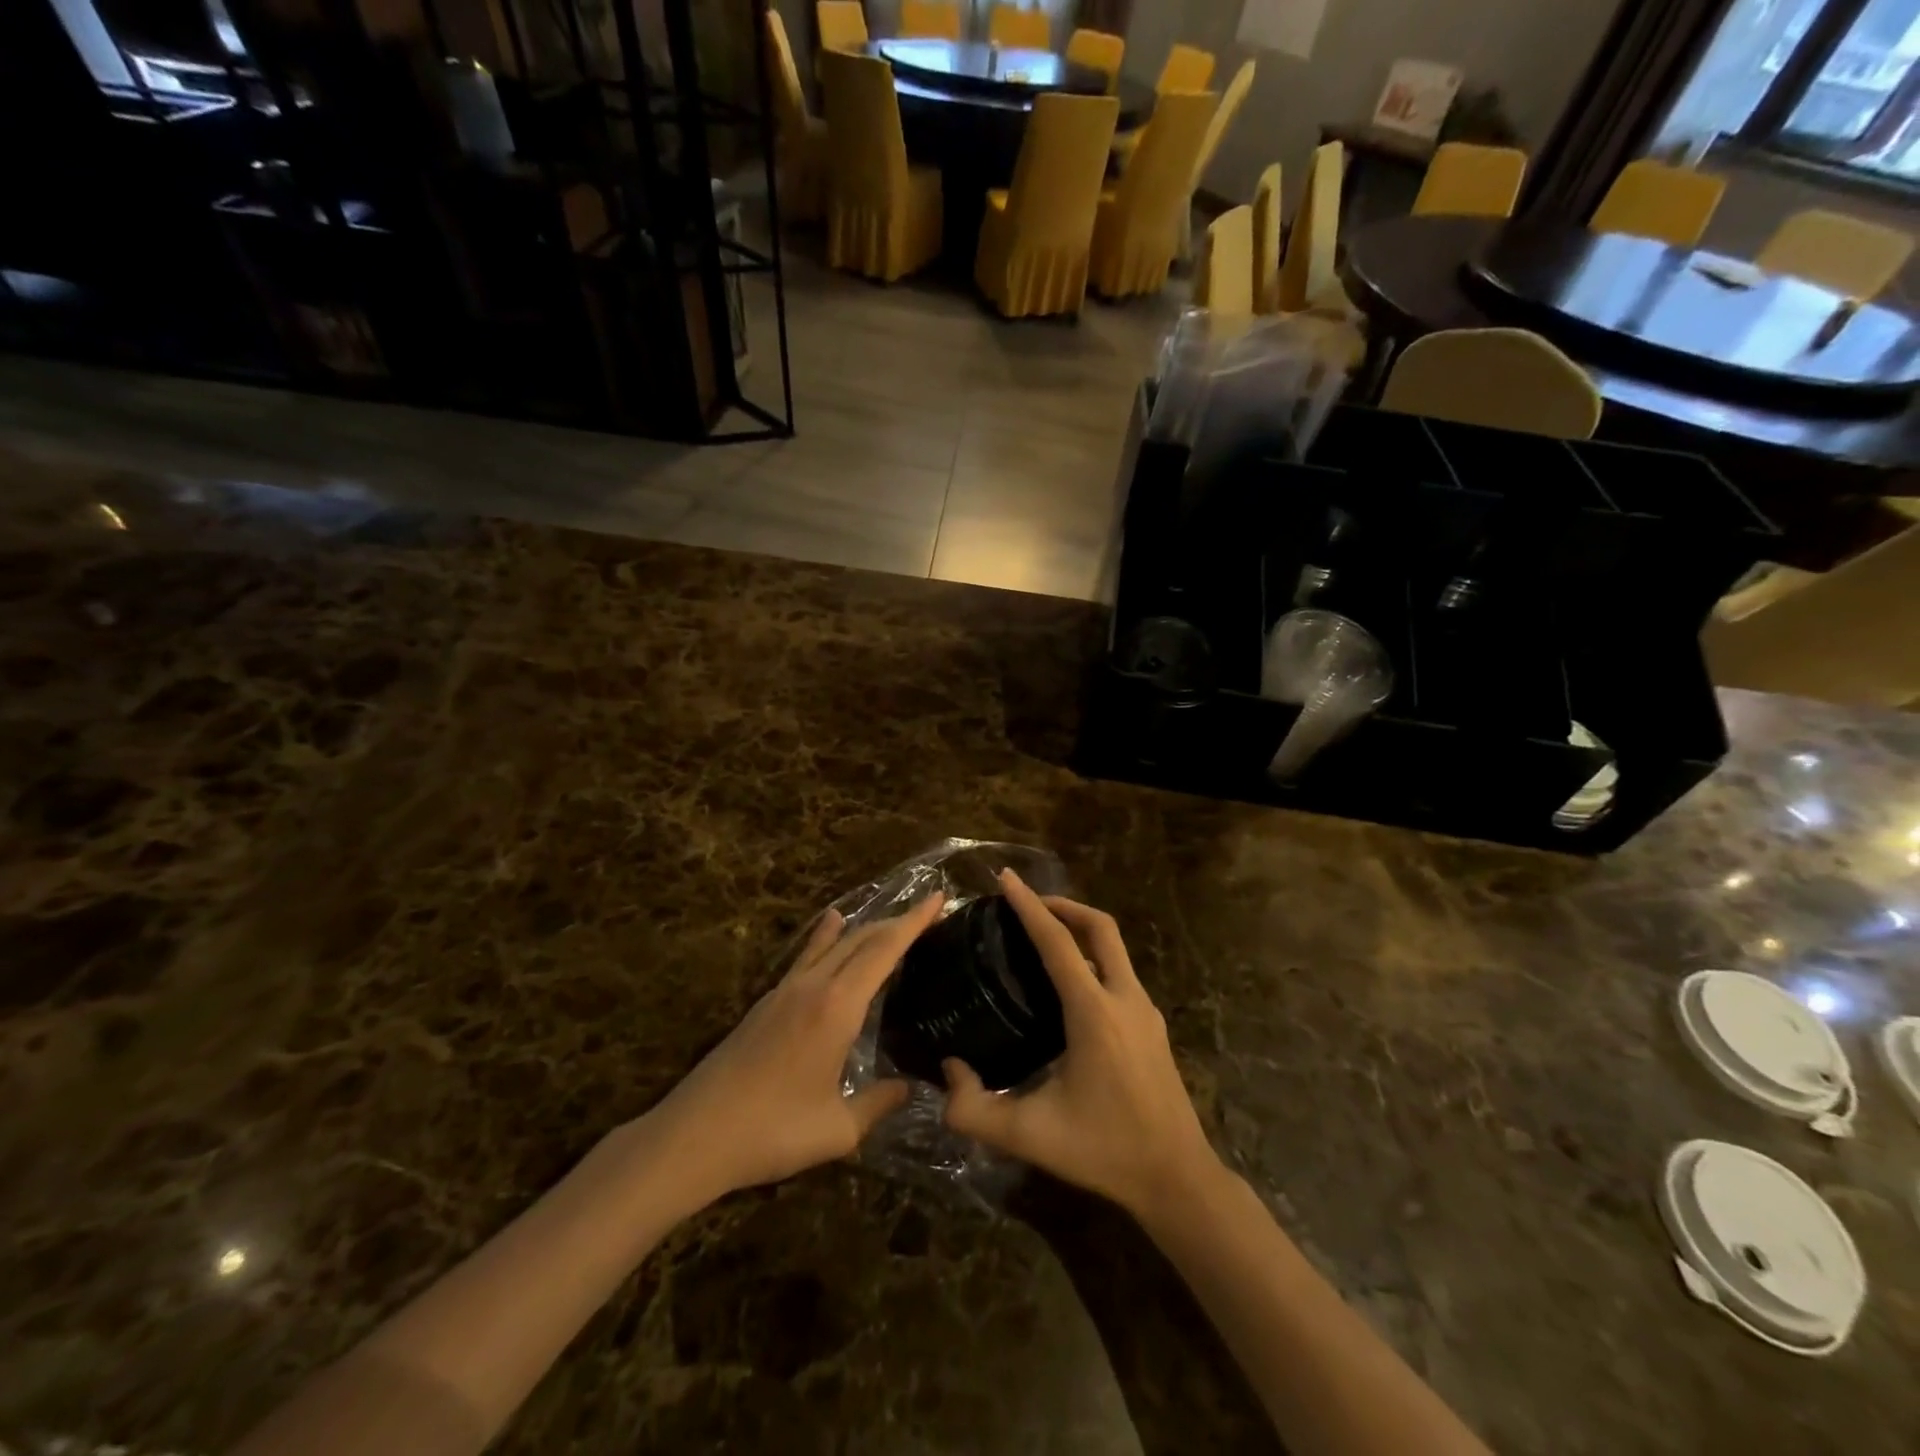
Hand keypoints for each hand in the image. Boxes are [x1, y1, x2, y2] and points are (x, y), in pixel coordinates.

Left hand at [644, 892, 944, 1206]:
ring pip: (834, 943)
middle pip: (862, 939)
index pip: (884, 950)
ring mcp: (786, 990)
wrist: (694, 1135)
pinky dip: (828, 935)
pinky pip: (808, 955)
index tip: (939, 898)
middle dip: (897, 921)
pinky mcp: (767, 1002)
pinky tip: (831, 924)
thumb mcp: (837, 1130)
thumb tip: (909, 1087)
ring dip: (866, 926)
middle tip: (928, 912)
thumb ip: (878, 1104)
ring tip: (890, 916)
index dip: (914, 922)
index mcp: (837, 1007)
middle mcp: (814, 986)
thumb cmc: (772, 1132)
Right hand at [942, 871, 1218, 1218]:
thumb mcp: (1030, 1136)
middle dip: (1063, 904)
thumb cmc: (1104, 1151)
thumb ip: (974, 1110)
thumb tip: (948, 1070)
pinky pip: (1121, 972)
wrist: (1177, 1179)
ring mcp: (1145, 1010)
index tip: (1005, 879)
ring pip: (1115, 948)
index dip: (1029, 905)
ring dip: (1081, 930)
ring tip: (1044, 937)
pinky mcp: (1153, 1026)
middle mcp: (1124, 998)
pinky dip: (1094, 957)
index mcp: (1094, 1012)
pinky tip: (1072, 984)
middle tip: (1027, 902)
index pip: (1058, 941)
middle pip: (1099, 927)